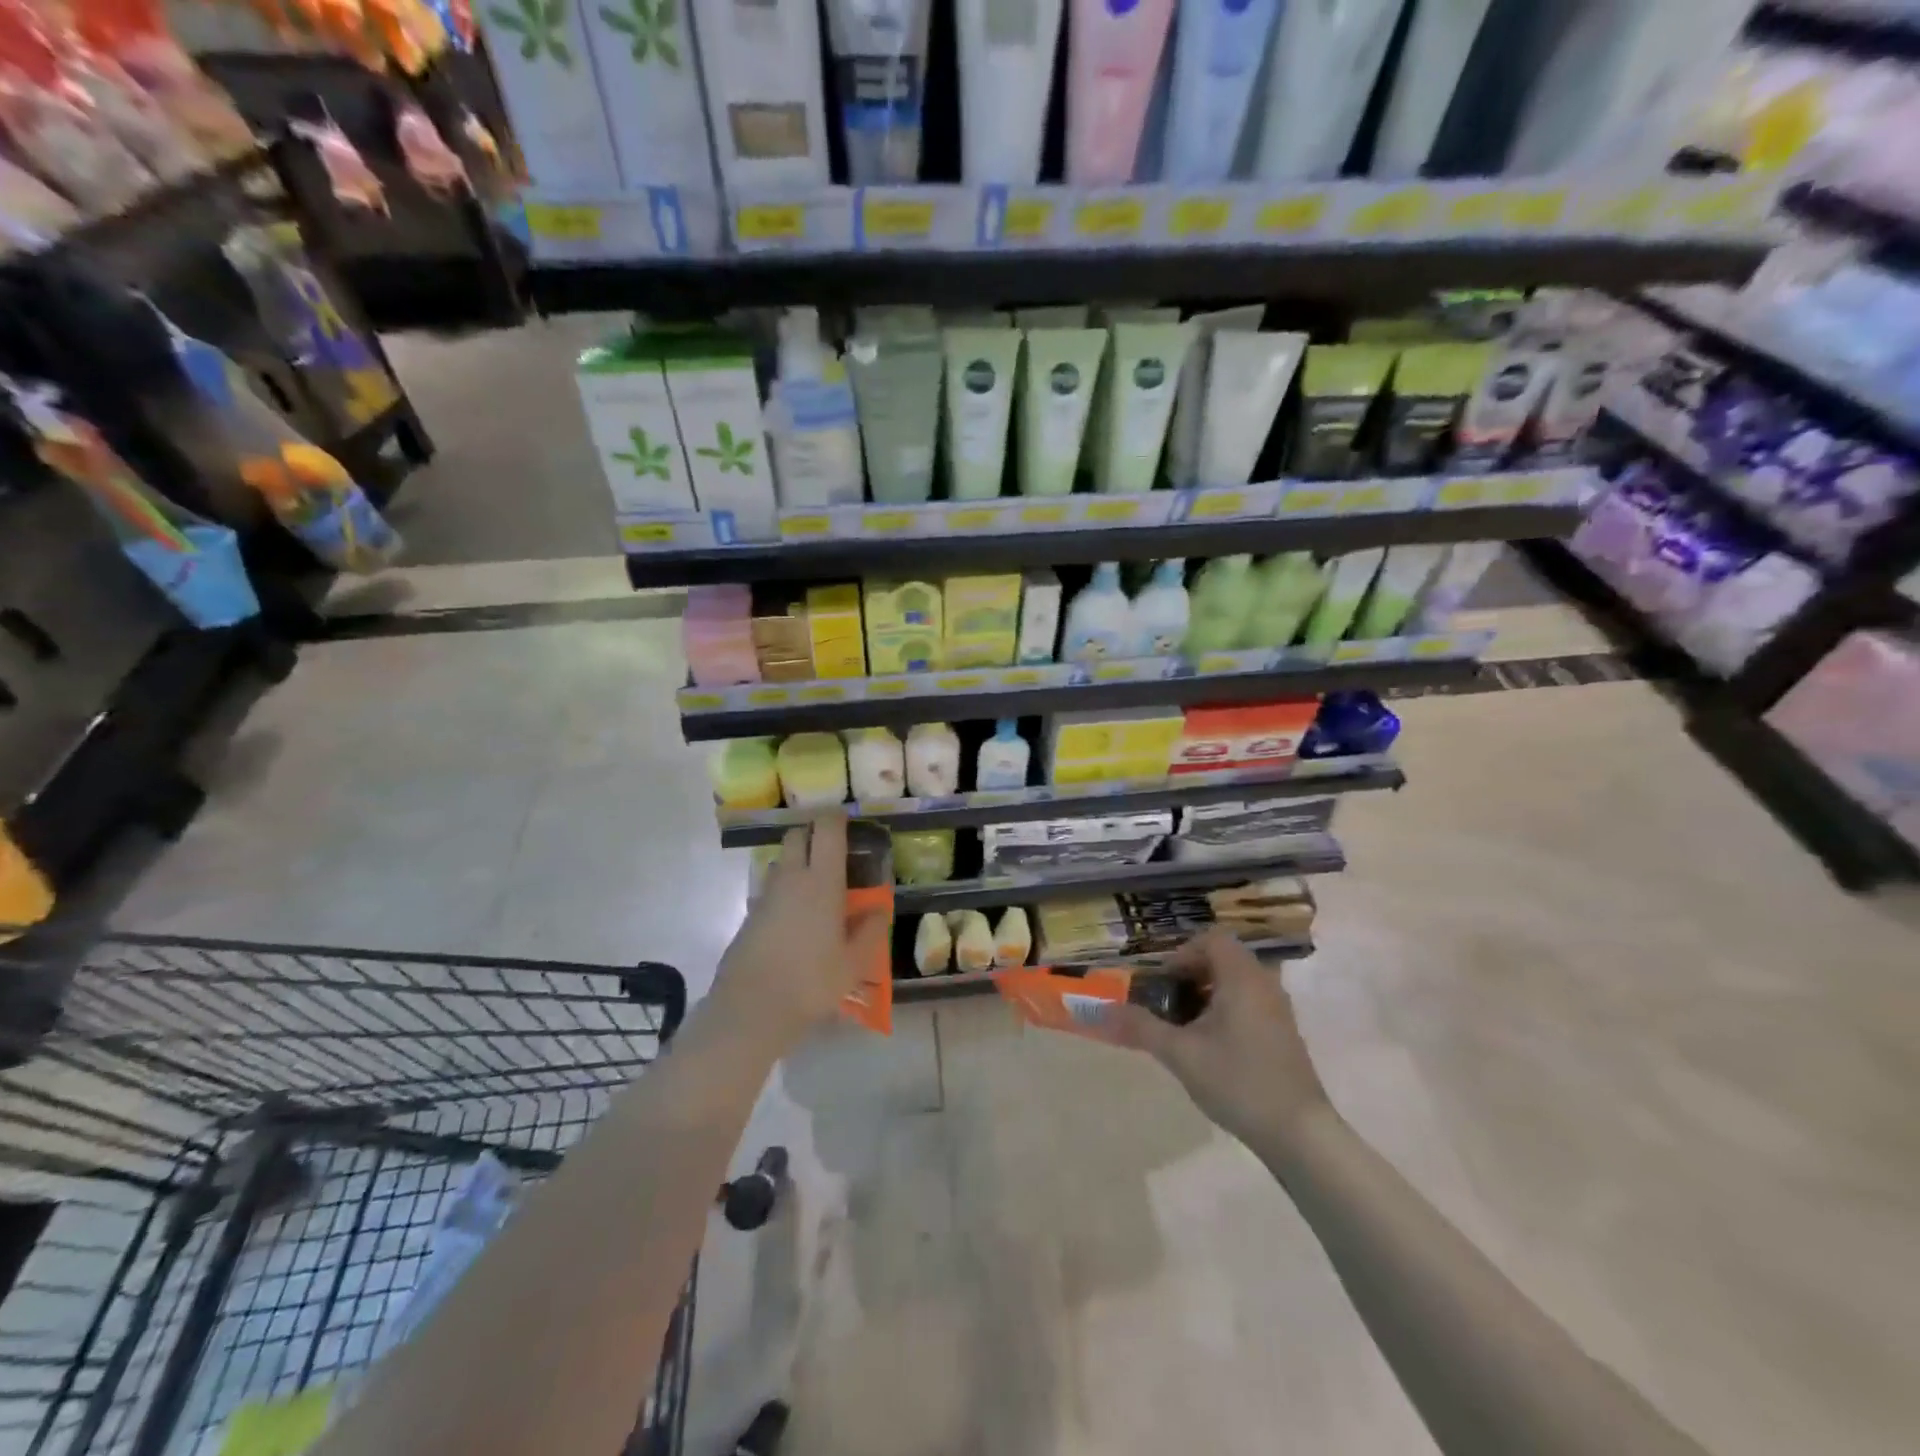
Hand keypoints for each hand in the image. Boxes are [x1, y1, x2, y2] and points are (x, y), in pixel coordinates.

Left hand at [712, 814, 890, 1053]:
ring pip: (781, 861)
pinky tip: (795, 920)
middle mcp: (791, 878)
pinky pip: (770, 890)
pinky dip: (784, 892)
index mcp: (822, 881)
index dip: (836, 818)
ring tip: (816, 888)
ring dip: (797, 863)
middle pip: (797, 835)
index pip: (826, 829)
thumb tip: (878, 908)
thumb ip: (871, 930)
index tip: (847, 822)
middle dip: (813, 834)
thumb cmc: (812, 982)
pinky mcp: (749, 915)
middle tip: (832, 852)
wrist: (751, 1008)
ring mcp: (765, 895)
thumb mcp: (855, 963)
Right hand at [1098, 929, 1331, 1149]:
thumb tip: (1103, 1010)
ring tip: (1184, 1026)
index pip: (1212, 940)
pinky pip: (1249, 1003)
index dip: (1182, 954)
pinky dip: (1226, 1010)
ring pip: (1237, 983)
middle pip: (1223, 959)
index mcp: (1242, 977)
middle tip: (1168, 1002)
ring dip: (1207, 994)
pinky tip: (1211, 1046)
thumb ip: (1142, 1027)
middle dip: (1191, 974)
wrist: (1299, 1134)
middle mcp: (1264, 984)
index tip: (1163, 982)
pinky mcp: (1284, 1034)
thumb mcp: (1181, 1054)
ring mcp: (1278, 1010)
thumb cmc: (1238, 1081)